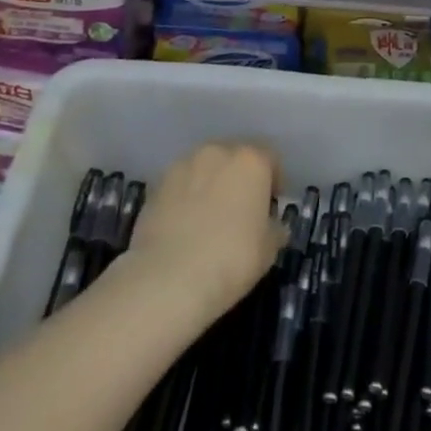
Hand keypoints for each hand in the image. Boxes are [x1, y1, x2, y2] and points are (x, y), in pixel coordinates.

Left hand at [126, 143, 284, 321]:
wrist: (168, 278)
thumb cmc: (231, 258)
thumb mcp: (269, 249)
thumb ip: (274, 228)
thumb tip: (273, 226)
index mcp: (250, 160)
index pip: (270, 156)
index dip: (274, 179)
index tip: (271, 204)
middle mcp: (217, 152)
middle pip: (234, 156)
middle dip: (239, 176)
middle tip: (240, 208)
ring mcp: (182, 166)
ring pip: (204, 167)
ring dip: (210, 183)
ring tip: (208, 216)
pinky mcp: (155, 186)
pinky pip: (179, 185)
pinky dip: (184, 197)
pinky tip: (184, 226)